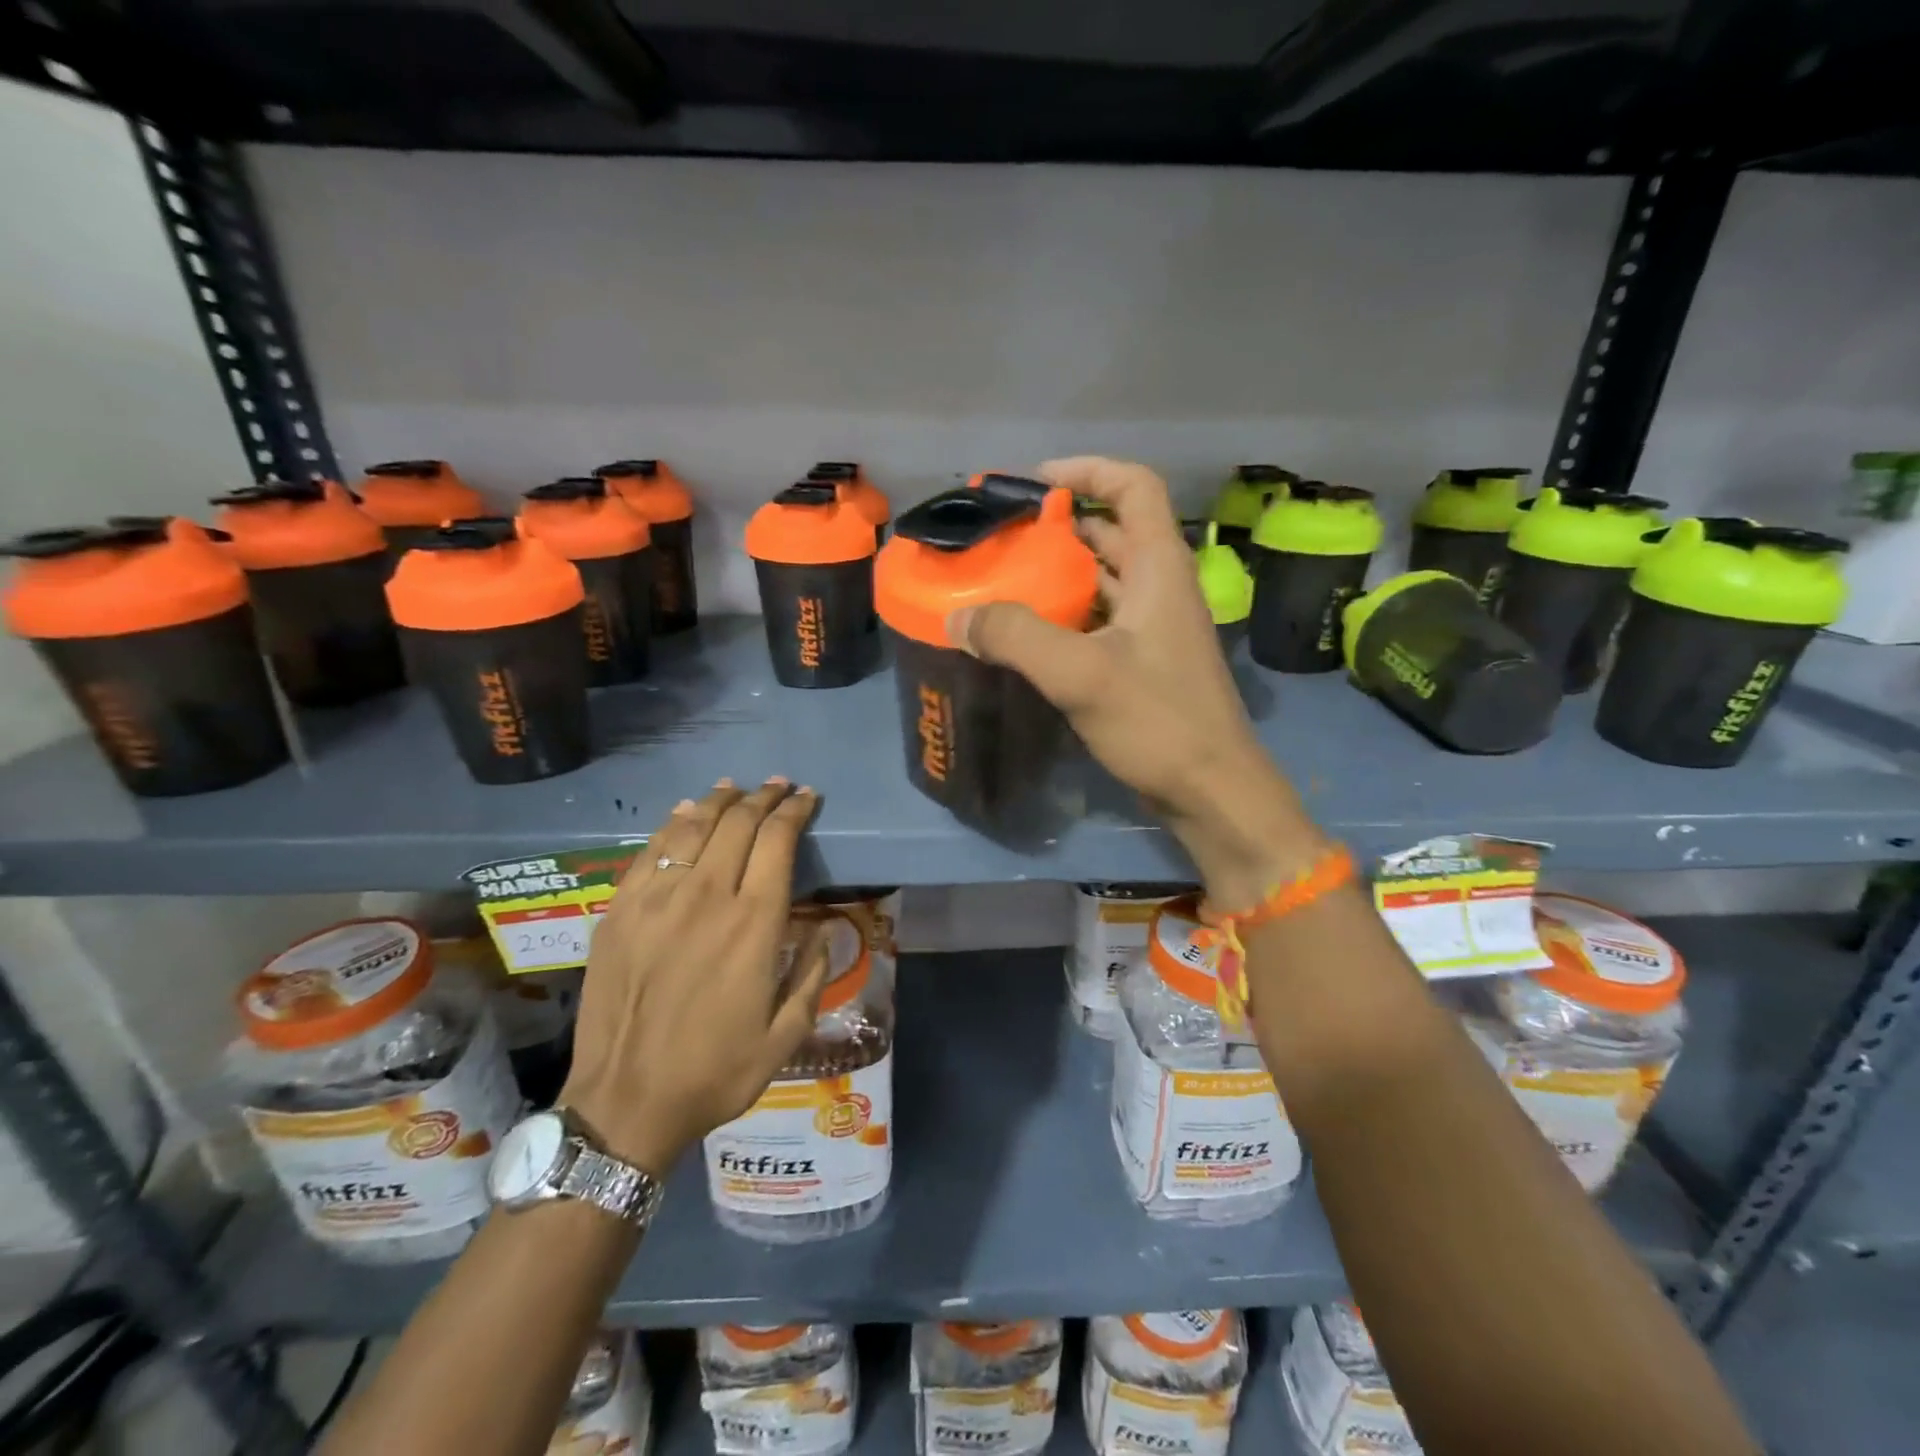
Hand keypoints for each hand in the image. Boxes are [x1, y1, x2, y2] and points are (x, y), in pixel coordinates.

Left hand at [560, 779, 830, 1176]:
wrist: (625, 1104)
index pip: (777, 841)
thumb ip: (813, 973)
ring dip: (718, 802)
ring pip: (691, 828)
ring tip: (734, 789)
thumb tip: (825, 928)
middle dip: (762, 798)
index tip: (807, 797)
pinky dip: (671, 825)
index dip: (794, 811)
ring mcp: (656, 901)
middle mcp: (706, 898)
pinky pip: (649, 853)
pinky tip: (683, 814)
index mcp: (753, 924)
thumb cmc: (716, 1072)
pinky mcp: (619, 912)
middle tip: (777, 786)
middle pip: (737, 824)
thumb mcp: (787, 1035)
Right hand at [951, 457, 1325, 906]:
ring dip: (1058, 572)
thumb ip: (1016, 637)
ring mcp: (1154, 627)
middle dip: (1058, 525)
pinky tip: (1025, 633)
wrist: (1211, 791)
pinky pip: (1099, 620)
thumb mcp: (1082, 674)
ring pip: (1103, 579)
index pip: (1133, 486)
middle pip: (1111, 530)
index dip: (1087, 470)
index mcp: (1160, 567)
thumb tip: (957, 617)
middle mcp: (1161, 587)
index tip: (1033, 484)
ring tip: (1003, 579)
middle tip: (1002, 537)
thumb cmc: (1159, 722)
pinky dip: (1064, 614)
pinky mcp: (1143, 663)